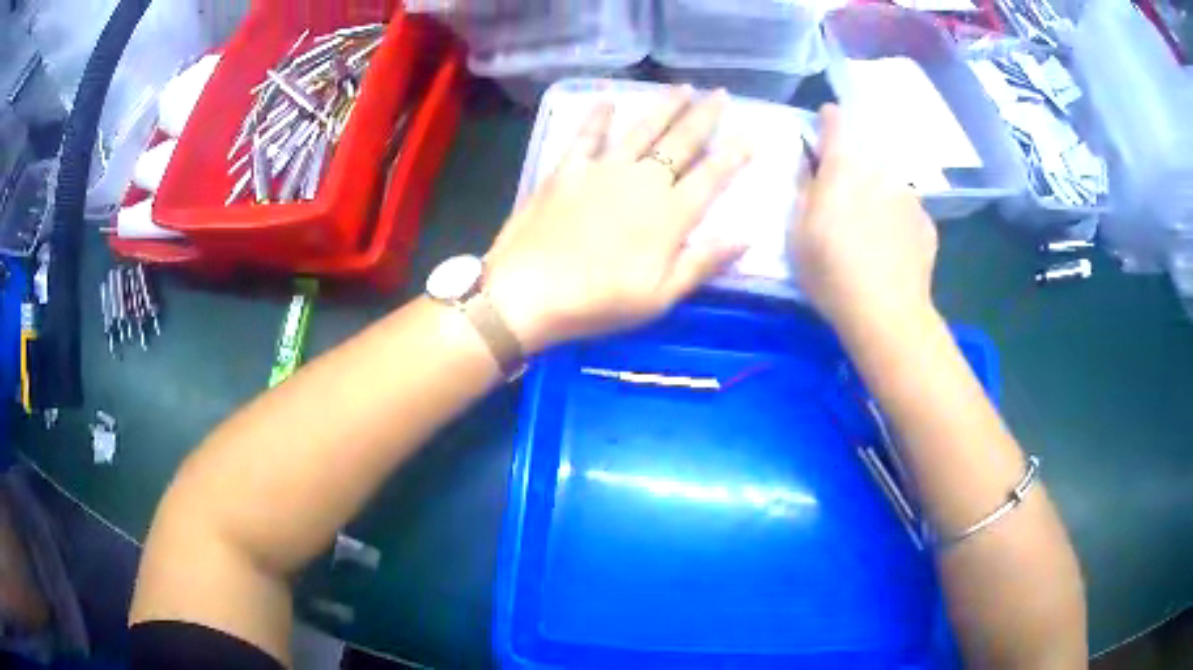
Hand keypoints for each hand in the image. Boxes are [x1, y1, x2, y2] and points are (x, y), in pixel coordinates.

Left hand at [485, 87, 751, 352]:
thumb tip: (746, 238)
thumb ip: (703, 263)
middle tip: (721, 95)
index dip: (735, 154)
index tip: (752, 135)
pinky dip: (598, 116)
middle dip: (705, 116)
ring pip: (642, 128)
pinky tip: (607, 100)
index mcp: (669, 214)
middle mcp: (642, 181)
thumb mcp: (660, 296)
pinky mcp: (567, 170)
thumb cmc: (598, 303)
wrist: (527, 293)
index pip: (712, 176)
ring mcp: (602, 170)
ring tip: (683, 87)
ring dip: (665, 105)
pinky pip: (586, 134)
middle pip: (681, 141)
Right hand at [791, 104, 938, 333]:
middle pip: (864, 158)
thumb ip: (803, 187)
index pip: (836, 121)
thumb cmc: (831, 271)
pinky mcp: (927, 223)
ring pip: (887, 185)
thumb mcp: (797, 231)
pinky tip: (890, 251)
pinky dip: (896, 222)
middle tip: (842, 205)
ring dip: (877, 197)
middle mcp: (881, 170)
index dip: (828, 121)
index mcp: (844, 165)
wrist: (886, 313)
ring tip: (870, 235)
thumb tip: (808, 163)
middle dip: (852, 171)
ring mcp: (910, 197)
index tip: (823, 127)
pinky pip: (906, 212)